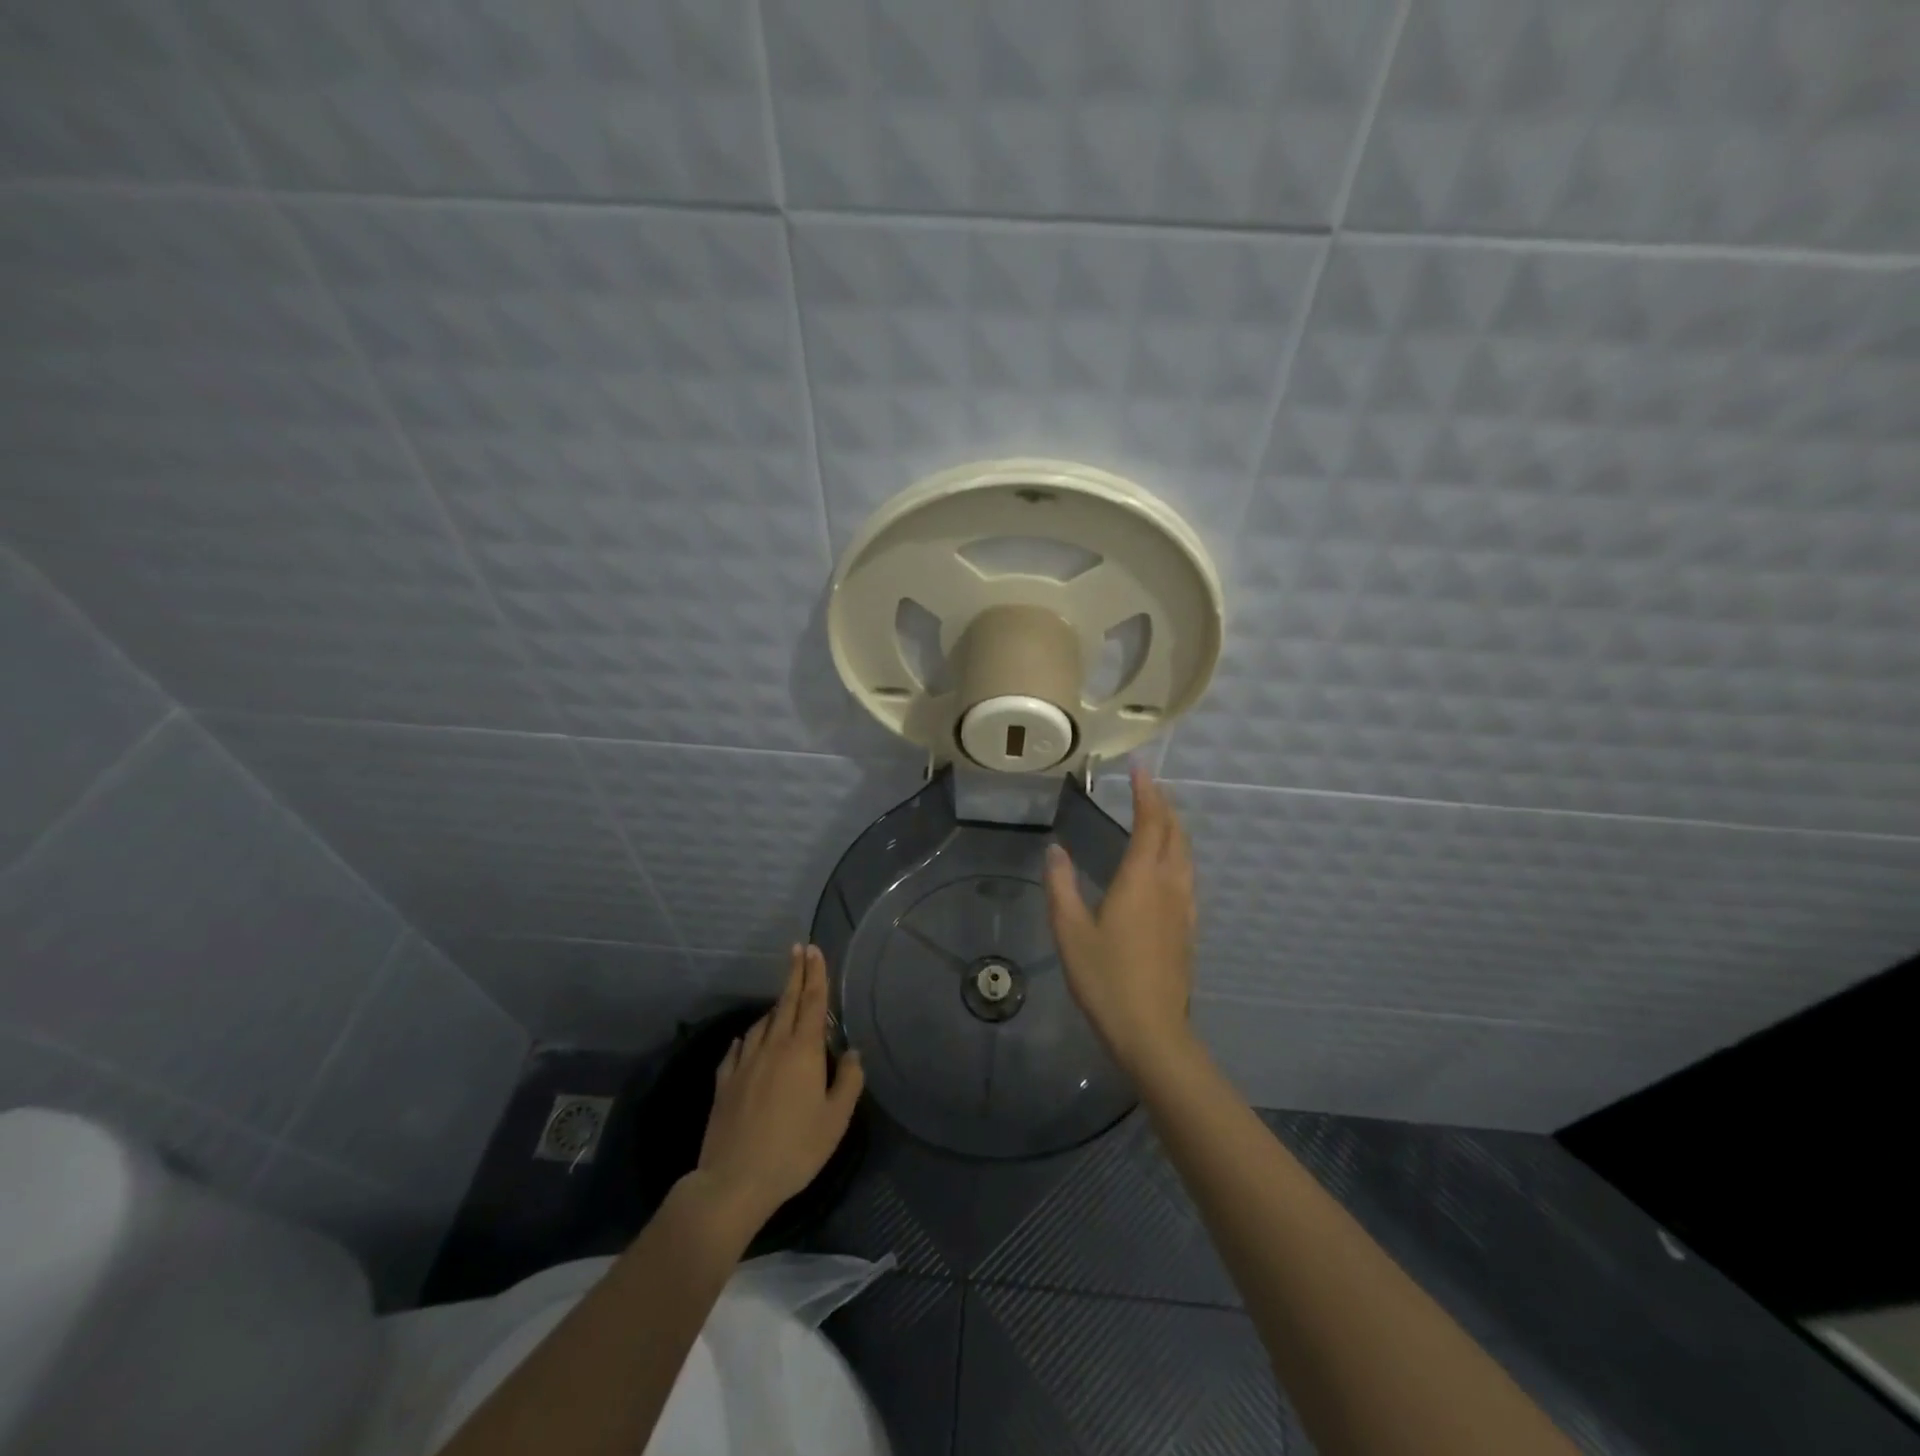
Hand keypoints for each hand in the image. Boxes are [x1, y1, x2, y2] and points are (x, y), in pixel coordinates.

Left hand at [692, 944, 864, 1237]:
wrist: (735, 1181)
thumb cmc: (795, 1149)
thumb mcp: (835, 1120)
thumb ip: (848, 1081)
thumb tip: (852, 1053)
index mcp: (802, 1051)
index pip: (812, 1001)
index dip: (815, 974)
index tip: (813, 949)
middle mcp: (773, 1047)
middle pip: (786, 1002)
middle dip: (794, 974)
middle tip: (798, 950)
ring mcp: (745, 1063)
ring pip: (762, 1023)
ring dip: (774, 1007)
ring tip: (782, 1001)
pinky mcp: (725, 1082)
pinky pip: (738, 1049)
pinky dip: (747, 1038)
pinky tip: (747, 1040)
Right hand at [1046, 762, 1201, 1081]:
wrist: (1152, 1031)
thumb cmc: (1105, 979)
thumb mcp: (1070, 932)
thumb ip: (1061, 886)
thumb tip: (1055, 850)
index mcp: (1140, 880)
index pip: (1150, 822)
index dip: (1146, 792)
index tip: (1139, 768)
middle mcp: (1168, 885)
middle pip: (1174, 833)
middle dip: (1163, 804)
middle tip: (1148, 785)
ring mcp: (1183, 907)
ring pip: (1186, 854)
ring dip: (1174, 827)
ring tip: (1159, 815)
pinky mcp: (1188, 928)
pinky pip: (1188, 876)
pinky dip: (1179, 854)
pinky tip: (1169, 866)